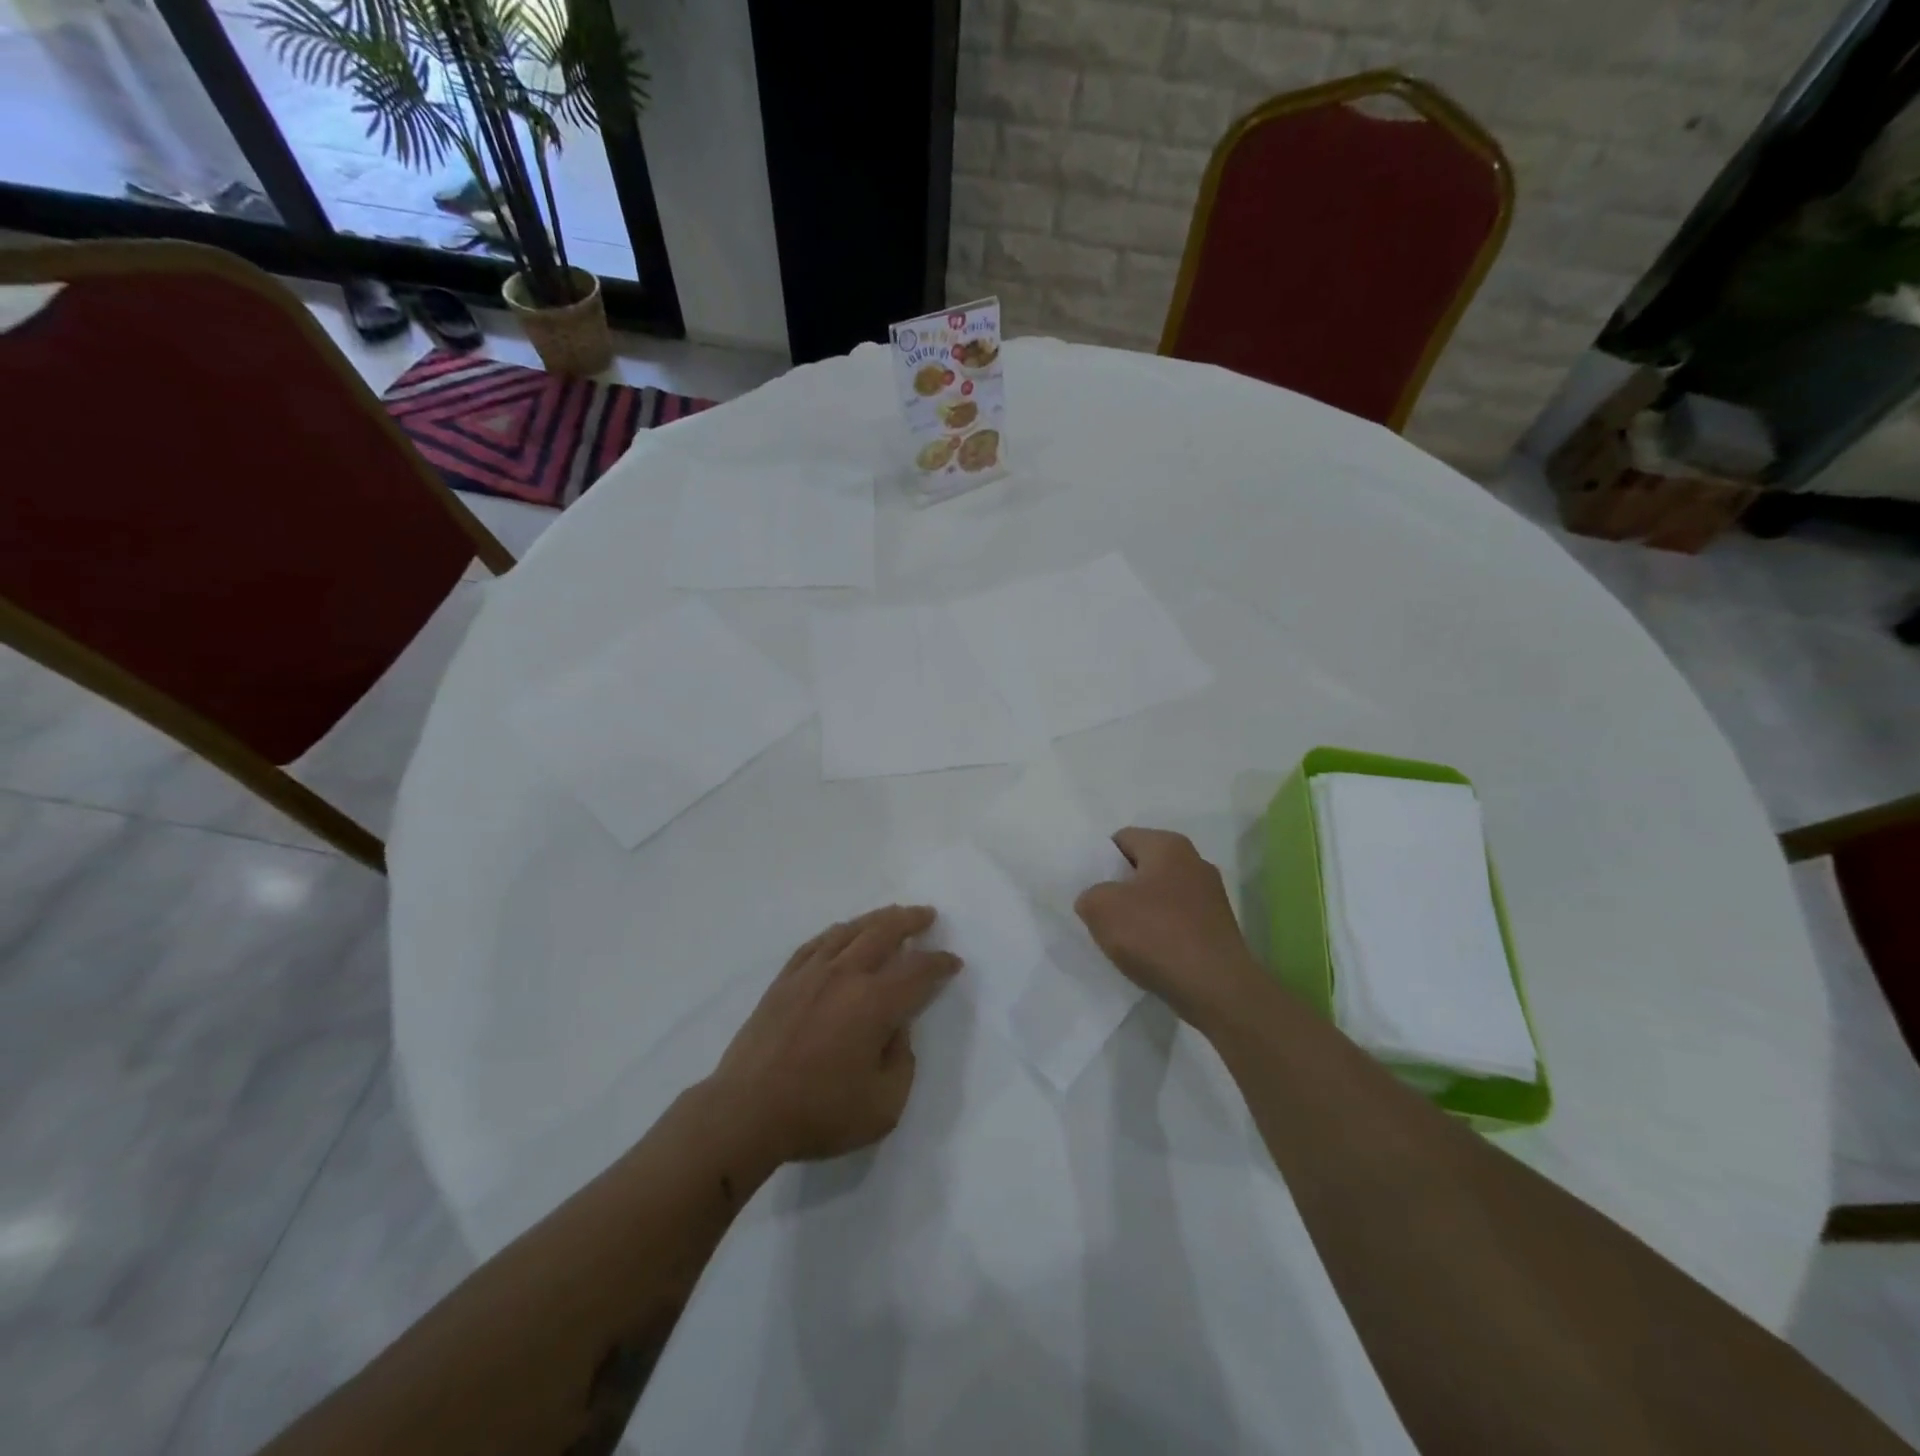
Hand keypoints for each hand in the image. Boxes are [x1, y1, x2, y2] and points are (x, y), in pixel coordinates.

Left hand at [706, 905, 961, 1165]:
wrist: (745, 1113)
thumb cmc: (819, 1113)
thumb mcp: (884, 1105)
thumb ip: (902, 1061)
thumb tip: (896, 1029)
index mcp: (874, 1003)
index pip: (917, 971)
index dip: (940, 964)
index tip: (953, 963)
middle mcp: (845, 975)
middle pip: (884, 933)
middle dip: (910, 921)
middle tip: (927, 915)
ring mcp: (810, 973)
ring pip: (849, 931)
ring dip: (876, 919)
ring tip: (892, 915)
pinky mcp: (784, 981)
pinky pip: (817, 943)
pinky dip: (837, 932)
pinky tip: (843, 933)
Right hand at [1075, 828, 1263, 1028]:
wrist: (1216, 989)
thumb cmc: (1157, 935)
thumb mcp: (1101, 908)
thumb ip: (1089, 895)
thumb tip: (1097, 900)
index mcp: (1168, 845)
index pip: (1122, 839)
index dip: (1101, 861)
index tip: (1089, 888)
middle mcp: (1195, 861)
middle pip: (1143, 867)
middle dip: (1121, 888)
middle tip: (1101, 913)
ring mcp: (1212, 896)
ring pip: (1161, 896)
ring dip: (1141, 913)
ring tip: (1124, 939)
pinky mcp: (1218, 927)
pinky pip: (1178, 921)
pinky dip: (1162, 933)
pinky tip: (1150, 955)